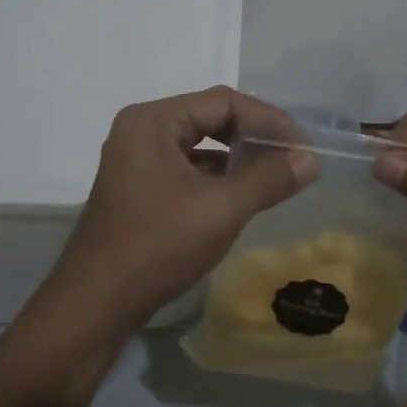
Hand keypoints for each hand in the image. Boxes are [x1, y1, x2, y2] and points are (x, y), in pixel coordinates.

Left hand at [48, 86, 319, 329]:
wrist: (96, 303)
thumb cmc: (157, 246)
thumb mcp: (221, 209)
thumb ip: (268, 179)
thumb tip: (310, 160)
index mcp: (153, 121)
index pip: (223, 102)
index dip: (268, 120)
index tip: (302, 146)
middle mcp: (142, 130)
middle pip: (211, 118)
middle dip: (254, 137)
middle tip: (292, 158)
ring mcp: (137, 159)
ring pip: (200, 145)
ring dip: (238, 158)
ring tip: (276, 176)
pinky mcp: (140, 187)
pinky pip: (188, 168)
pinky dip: (218, 177)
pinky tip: (243, 195)